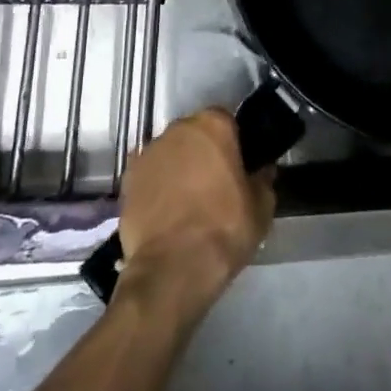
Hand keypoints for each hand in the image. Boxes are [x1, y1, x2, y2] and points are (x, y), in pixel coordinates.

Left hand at [114, 109, 274, 318]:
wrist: (172, 269)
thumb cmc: (224, 229)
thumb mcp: (261, 208)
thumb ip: (263, 181)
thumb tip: (263, 171)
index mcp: (213, 125)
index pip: (227, 121)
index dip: (233, 142)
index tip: (238, 165)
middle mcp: (177, 129)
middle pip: (195, 133)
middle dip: (204, 151)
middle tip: (215, 182)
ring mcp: (148, 153)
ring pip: (170, 152)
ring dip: (179, 167)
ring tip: (187, 200)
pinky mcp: (127, 180)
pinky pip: (149, 175)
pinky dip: (156, 186)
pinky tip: (165, 211)